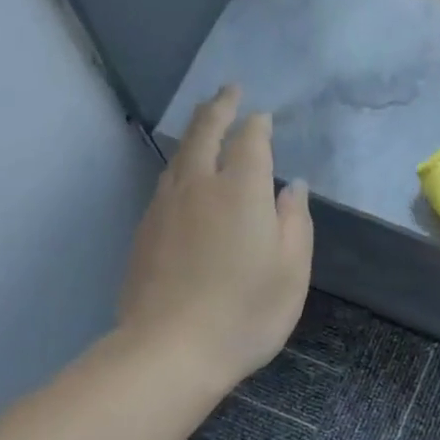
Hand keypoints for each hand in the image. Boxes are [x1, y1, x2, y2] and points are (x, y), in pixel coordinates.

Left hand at [119, 86, 312, 387]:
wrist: (170, 350)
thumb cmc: (246, 313)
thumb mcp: (292, 271)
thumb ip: (295, 222)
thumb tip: (292, 187)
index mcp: (240, 190)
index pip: (249, 140)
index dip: (257, 124)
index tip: (262, 115)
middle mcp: (198, 185)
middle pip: (205, 132)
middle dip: (219, 107)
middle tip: (228, 90)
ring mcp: (165, 206)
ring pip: (179, 154)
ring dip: (195, 131)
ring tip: (205, 121)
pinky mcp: (145, 230)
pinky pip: (166, 181)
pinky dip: (180, 164)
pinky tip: (184, 174)